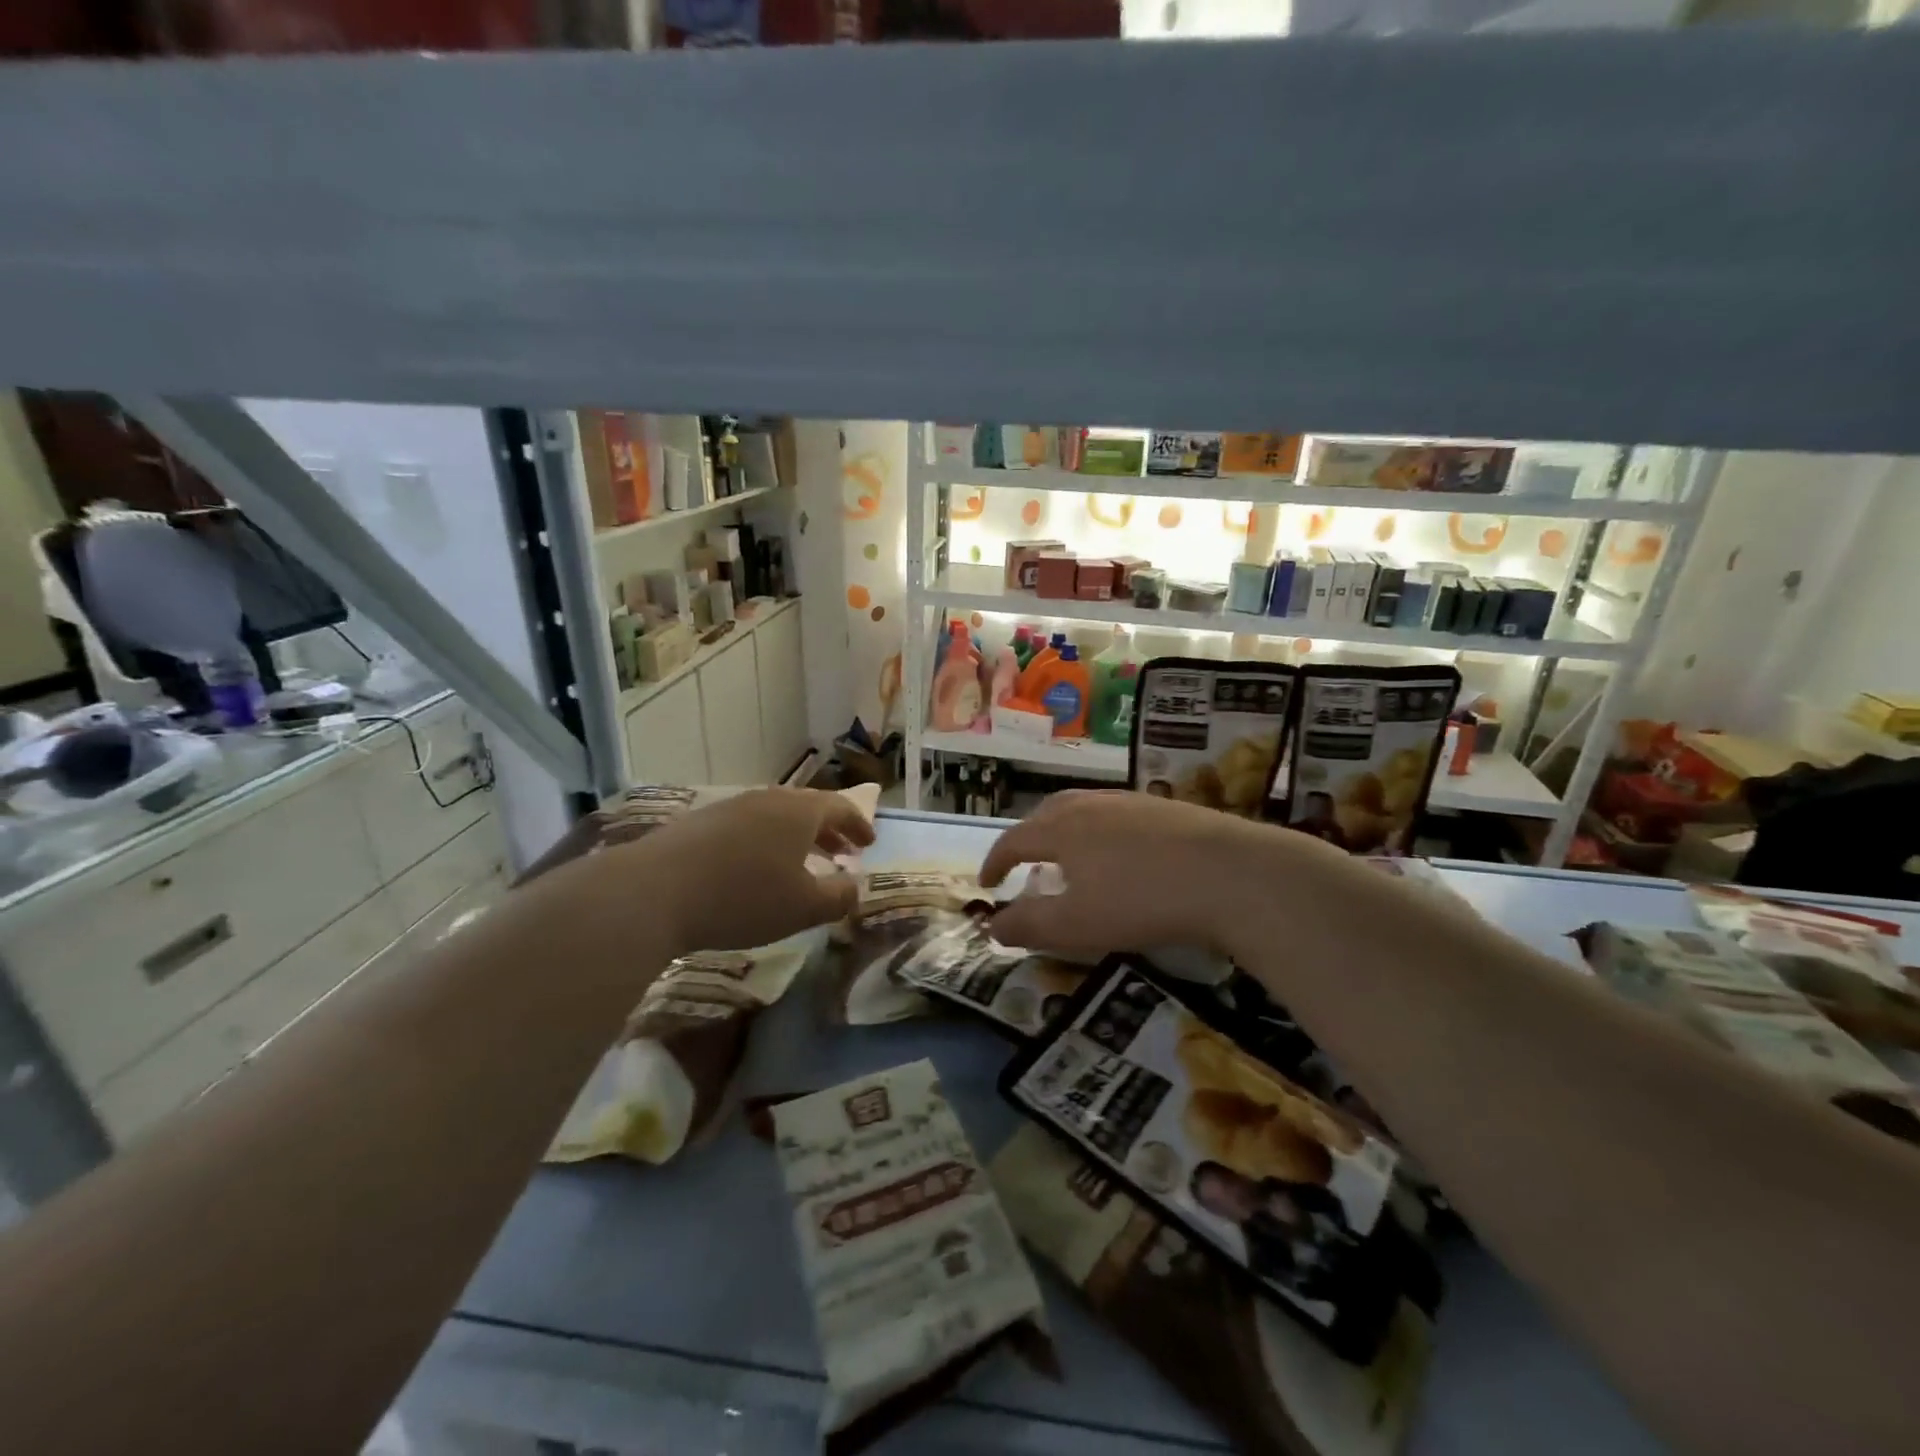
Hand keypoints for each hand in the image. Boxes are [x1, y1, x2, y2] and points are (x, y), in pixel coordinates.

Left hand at [612, 788, 873, 955]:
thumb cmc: (743, 898)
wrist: (654, 891)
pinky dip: (765, 842)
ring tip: (800, 862)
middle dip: (829, 831)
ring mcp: (731, 807)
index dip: (859, 825)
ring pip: (776, 816)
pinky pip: (748, 826)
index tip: (869, 843)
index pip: (841, 808)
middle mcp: (768, 799)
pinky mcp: (700, 822)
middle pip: (808, 808)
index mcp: (800, 811)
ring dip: (796, 837)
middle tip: (842, 853)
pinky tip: (754, 869)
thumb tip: (857, 886)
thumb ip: (839, 897)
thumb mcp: (803, 908)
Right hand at [981, 789, 1336, 959]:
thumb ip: (1028, 925)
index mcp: (1061, 828)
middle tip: (1024, 864)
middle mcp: (1090, 805)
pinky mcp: (1165, 808)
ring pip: (1083, 809)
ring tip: (1069, 857)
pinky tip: (1120, 854)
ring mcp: (1130, 802)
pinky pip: (1116, 814)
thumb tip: (992, 925)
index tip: (986, 884)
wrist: (1231, 874)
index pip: (1013, 840)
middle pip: (1046, 813)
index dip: (994, 862)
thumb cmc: (1141, 900)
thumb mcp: (1075, 925)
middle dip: (1027, 838)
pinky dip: (1100, 832)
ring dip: (1064, 831)